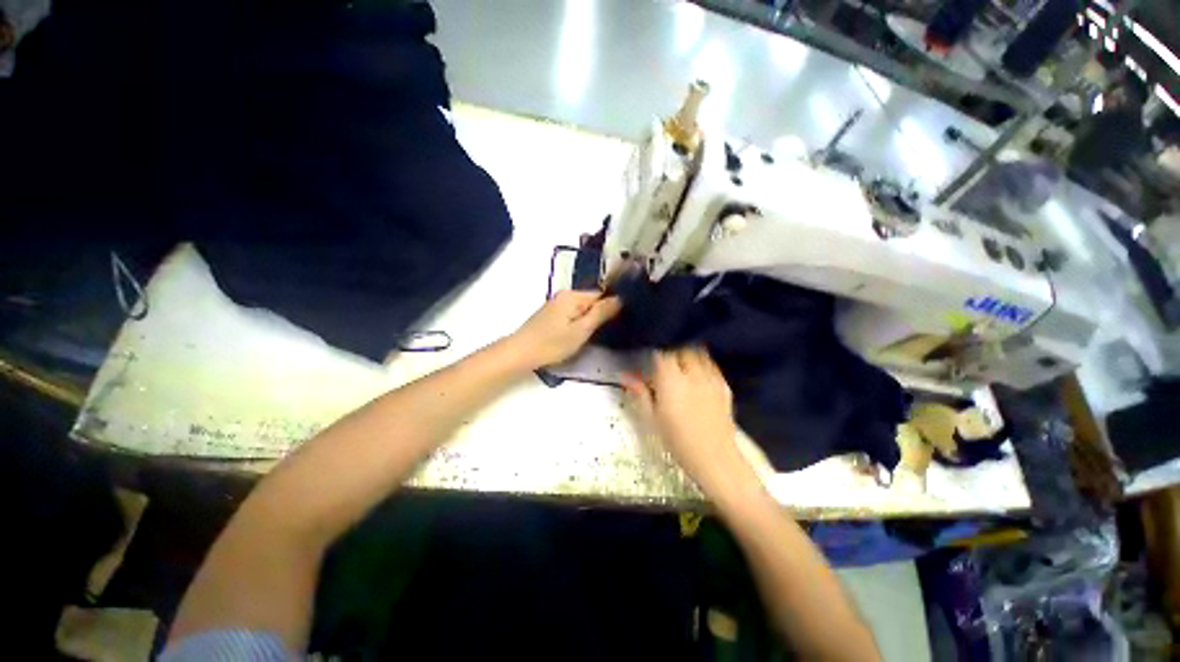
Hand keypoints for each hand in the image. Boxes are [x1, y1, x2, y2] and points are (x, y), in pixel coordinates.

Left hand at [508, 290, 620, 368]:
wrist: (521, 353)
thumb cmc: (553, 343)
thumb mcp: (581, 330)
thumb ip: (601, 313)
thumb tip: (619, 298)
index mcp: (573, 296)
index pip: (601, 294)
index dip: (611, 306)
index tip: (620, 321)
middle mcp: (564, 295)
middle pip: (591, 301)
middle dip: (600, 314)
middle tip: (608, 331)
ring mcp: (556, 304)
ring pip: (581, 309)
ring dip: (589, 319)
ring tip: (596, 334)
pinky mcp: (551, 315)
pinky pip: (572, 314)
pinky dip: (578, 322)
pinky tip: (580, 334)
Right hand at [622, 348, 748, 492]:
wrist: (714, 458)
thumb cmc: (677, 440)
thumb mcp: (652, 418)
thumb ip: (640, 392)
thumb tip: (625, 375)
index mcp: (671, 381)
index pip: (663, 354)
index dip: (656, 353)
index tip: (651, 359)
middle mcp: (692, 374)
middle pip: (682, 349)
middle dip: (672, 352)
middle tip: (665, 363)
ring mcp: (711, 378)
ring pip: (698, 353)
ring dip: (688, 355)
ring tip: (681, 366)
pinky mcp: (724, 385)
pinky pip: (711, 365)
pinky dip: (702, 364)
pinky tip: (697, 377)